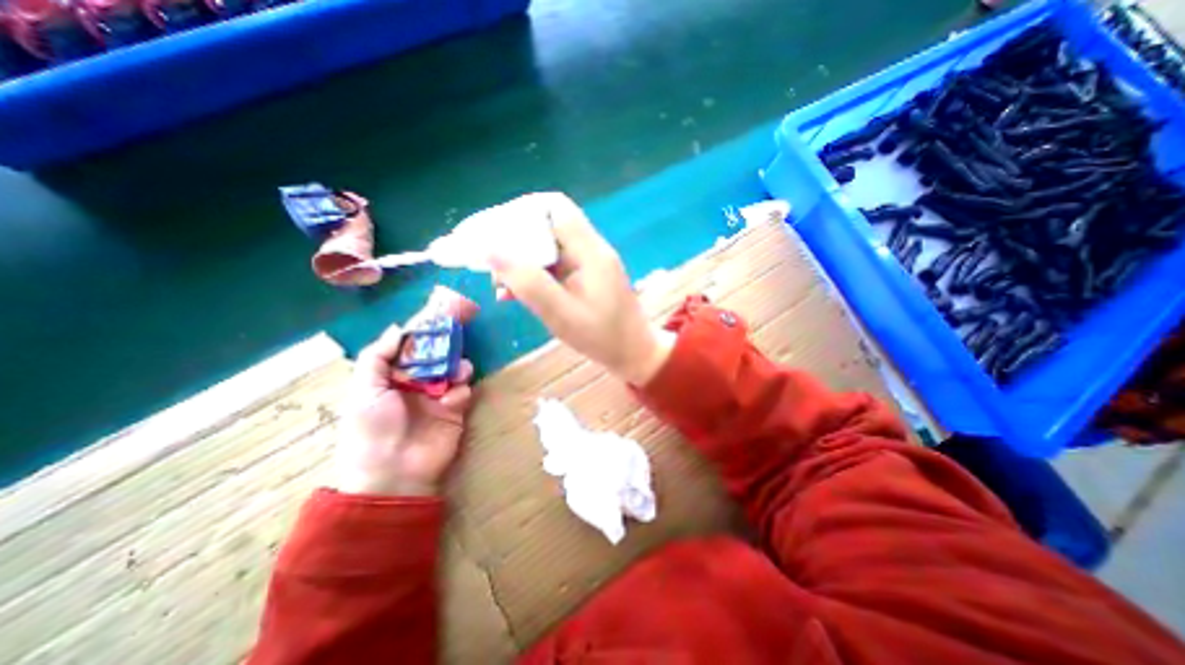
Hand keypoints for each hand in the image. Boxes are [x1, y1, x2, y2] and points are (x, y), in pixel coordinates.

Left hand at [333, 322, 472, 499]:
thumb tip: (399, 328)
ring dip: (458, 366)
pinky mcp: (455, 410)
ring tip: (457, 372)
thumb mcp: (364, 389)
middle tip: (461, 327)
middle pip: (437, 354)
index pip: (410, 345)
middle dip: (448, 342)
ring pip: (454, 369)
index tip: (439, 310)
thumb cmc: (372, 428)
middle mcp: (416, 382)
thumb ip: (379, 355)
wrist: (393, 472)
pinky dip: (460, 391)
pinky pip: (463, 391)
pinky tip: (453, 400)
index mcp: (392, 375)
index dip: (424, 328)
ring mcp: (437, 396)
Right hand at [489, 191, 671, 384]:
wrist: (634, 354)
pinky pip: (553, 266)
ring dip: (519, 260)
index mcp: (589, 251)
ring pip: (546, 247)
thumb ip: (528, 282)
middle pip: (546, 224)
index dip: (519, 211)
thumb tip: (490, 250)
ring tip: (497, 284)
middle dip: (512, 239)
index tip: (490, 230)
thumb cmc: (603, 338)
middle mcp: (589, 248)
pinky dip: (532, 275)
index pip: (554, 207)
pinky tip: (513, 294)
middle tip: (486, 261)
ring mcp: (588, 263)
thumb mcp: (561, 314)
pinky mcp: (585, 277)